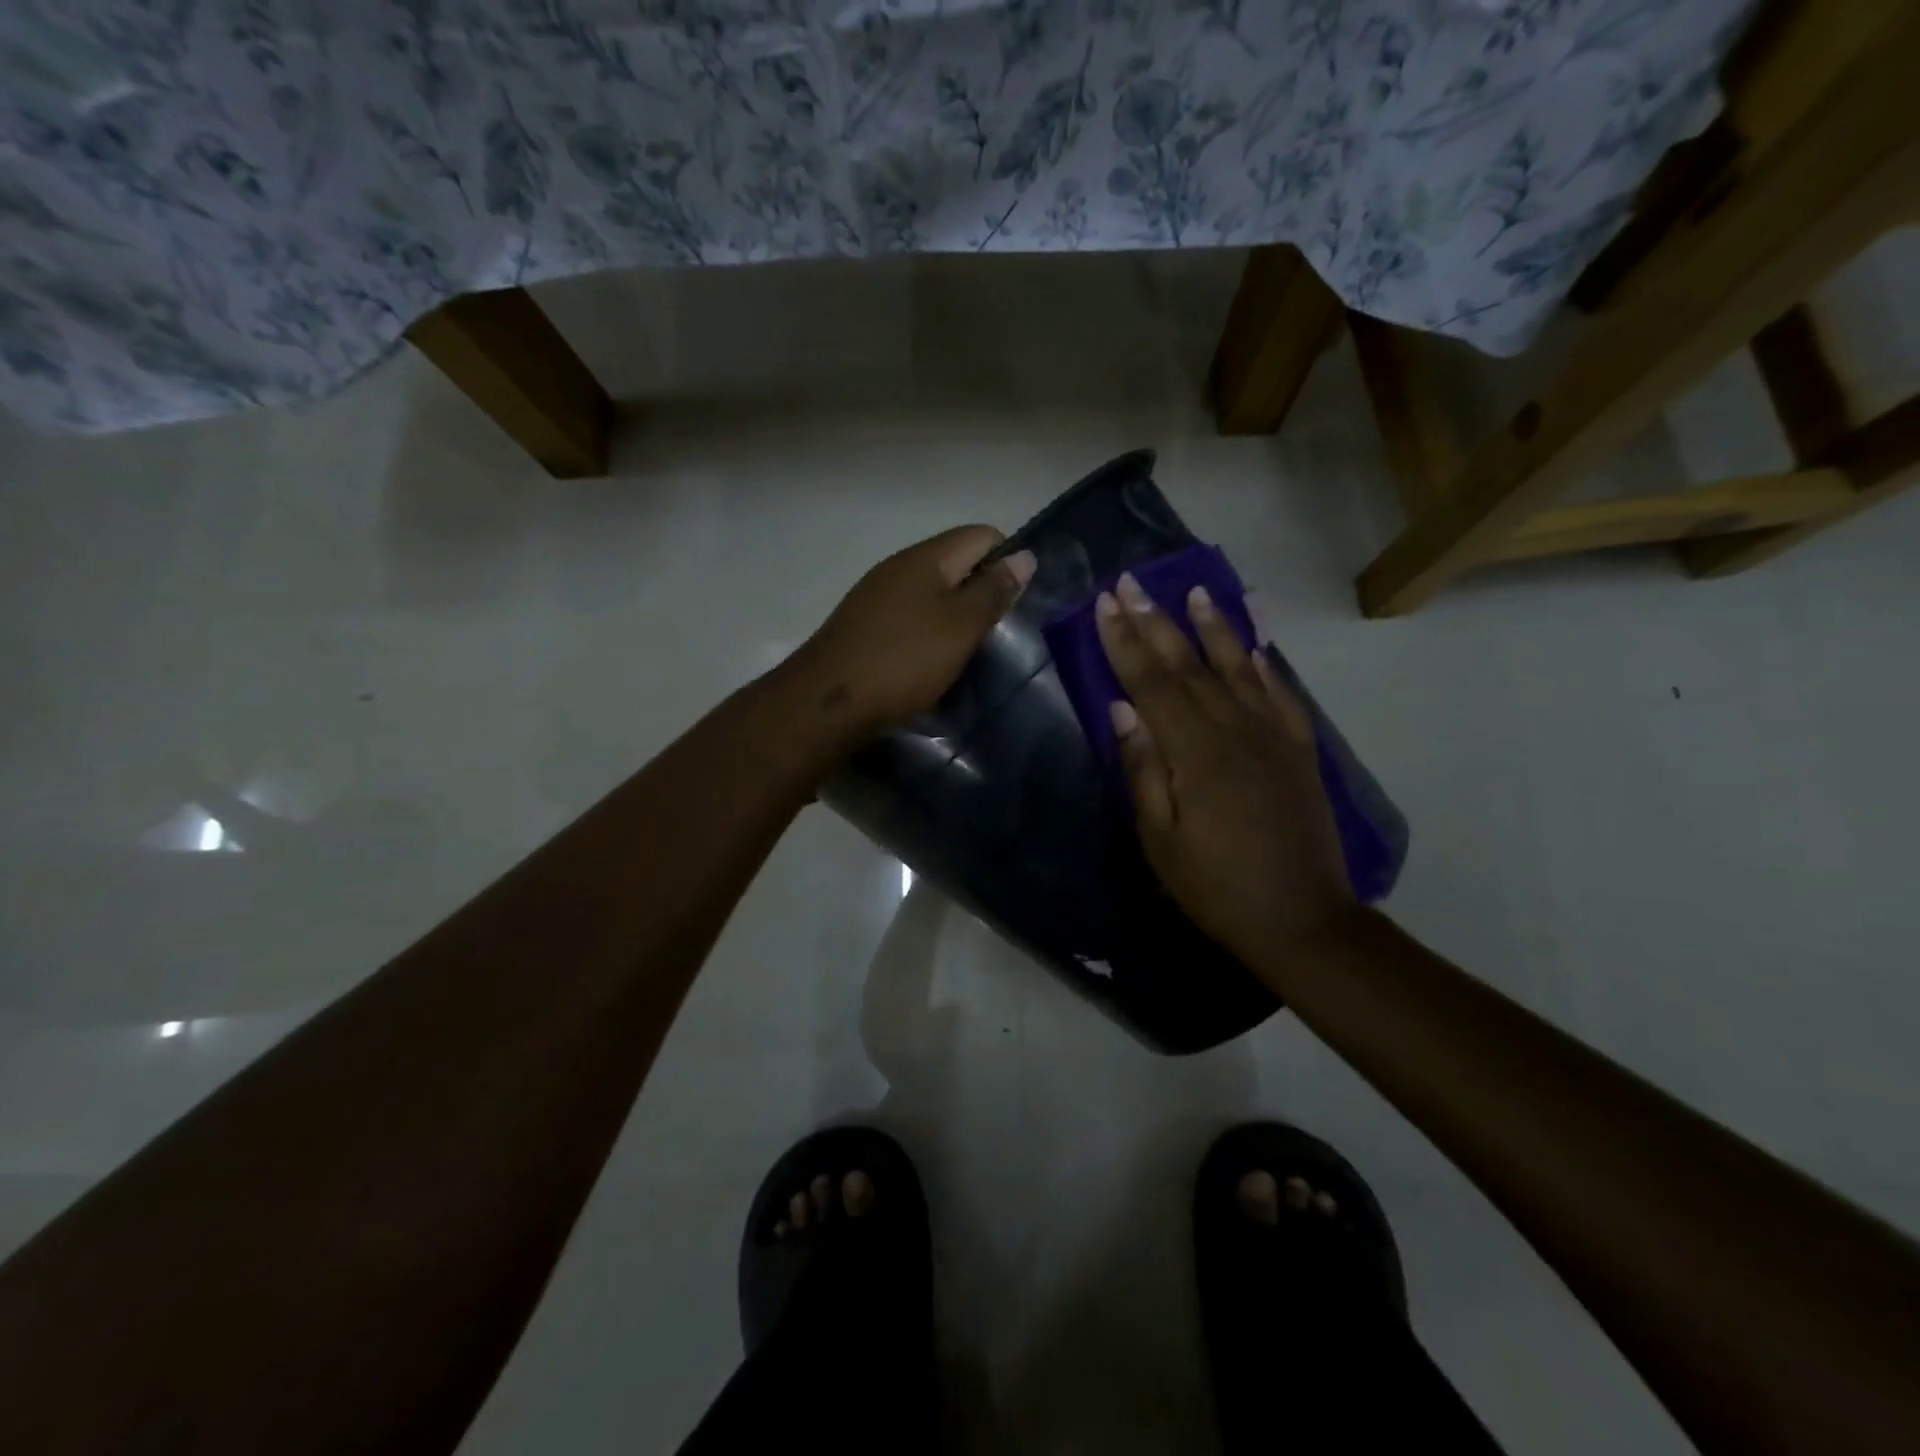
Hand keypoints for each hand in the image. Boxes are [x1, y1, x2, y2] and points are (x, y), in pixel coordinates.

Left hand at [795, 525, 1035, 738]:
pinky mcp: (864, 625)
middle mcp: (898, 567)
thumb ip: (993, 591)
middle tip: (997, 632)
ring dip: (954, 615)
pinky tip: (931, 661)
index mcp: (925, 557)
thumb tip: (1024, 555)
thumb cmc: (904, 660)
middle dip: (981, 591)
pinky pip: (909, 616)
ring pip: (931, 592)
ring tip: (968, 651)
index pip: (981, 535)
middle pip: (955, 563)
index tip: (1016, 603)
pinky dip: (928, 632)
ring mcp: (876, 596)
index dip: (1007, 561)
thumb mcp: (960, 627)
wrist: (828, 702)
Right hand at [1096, 572, 1358, 976]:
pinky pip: (1280, 694)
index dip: (1125, 642)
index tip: (1105, 604)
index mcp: (1196, 753)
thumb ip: (1142, 769)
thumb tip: (1121, 709)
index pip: (1152, 683)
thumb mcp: (1160, 840)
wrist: (1303, 919)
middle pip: (1189, 665)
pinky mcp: (1299, 750)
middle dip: (1156, 621)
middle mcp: (1236, 730)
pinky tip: (1252, 644)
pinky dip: (1263, 664)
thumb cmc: (1216, 887)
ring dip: (1213, 627)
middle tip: (1133, 583)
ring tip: (1195, 591)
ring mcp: (1274, 736)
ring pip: (1237, 668)